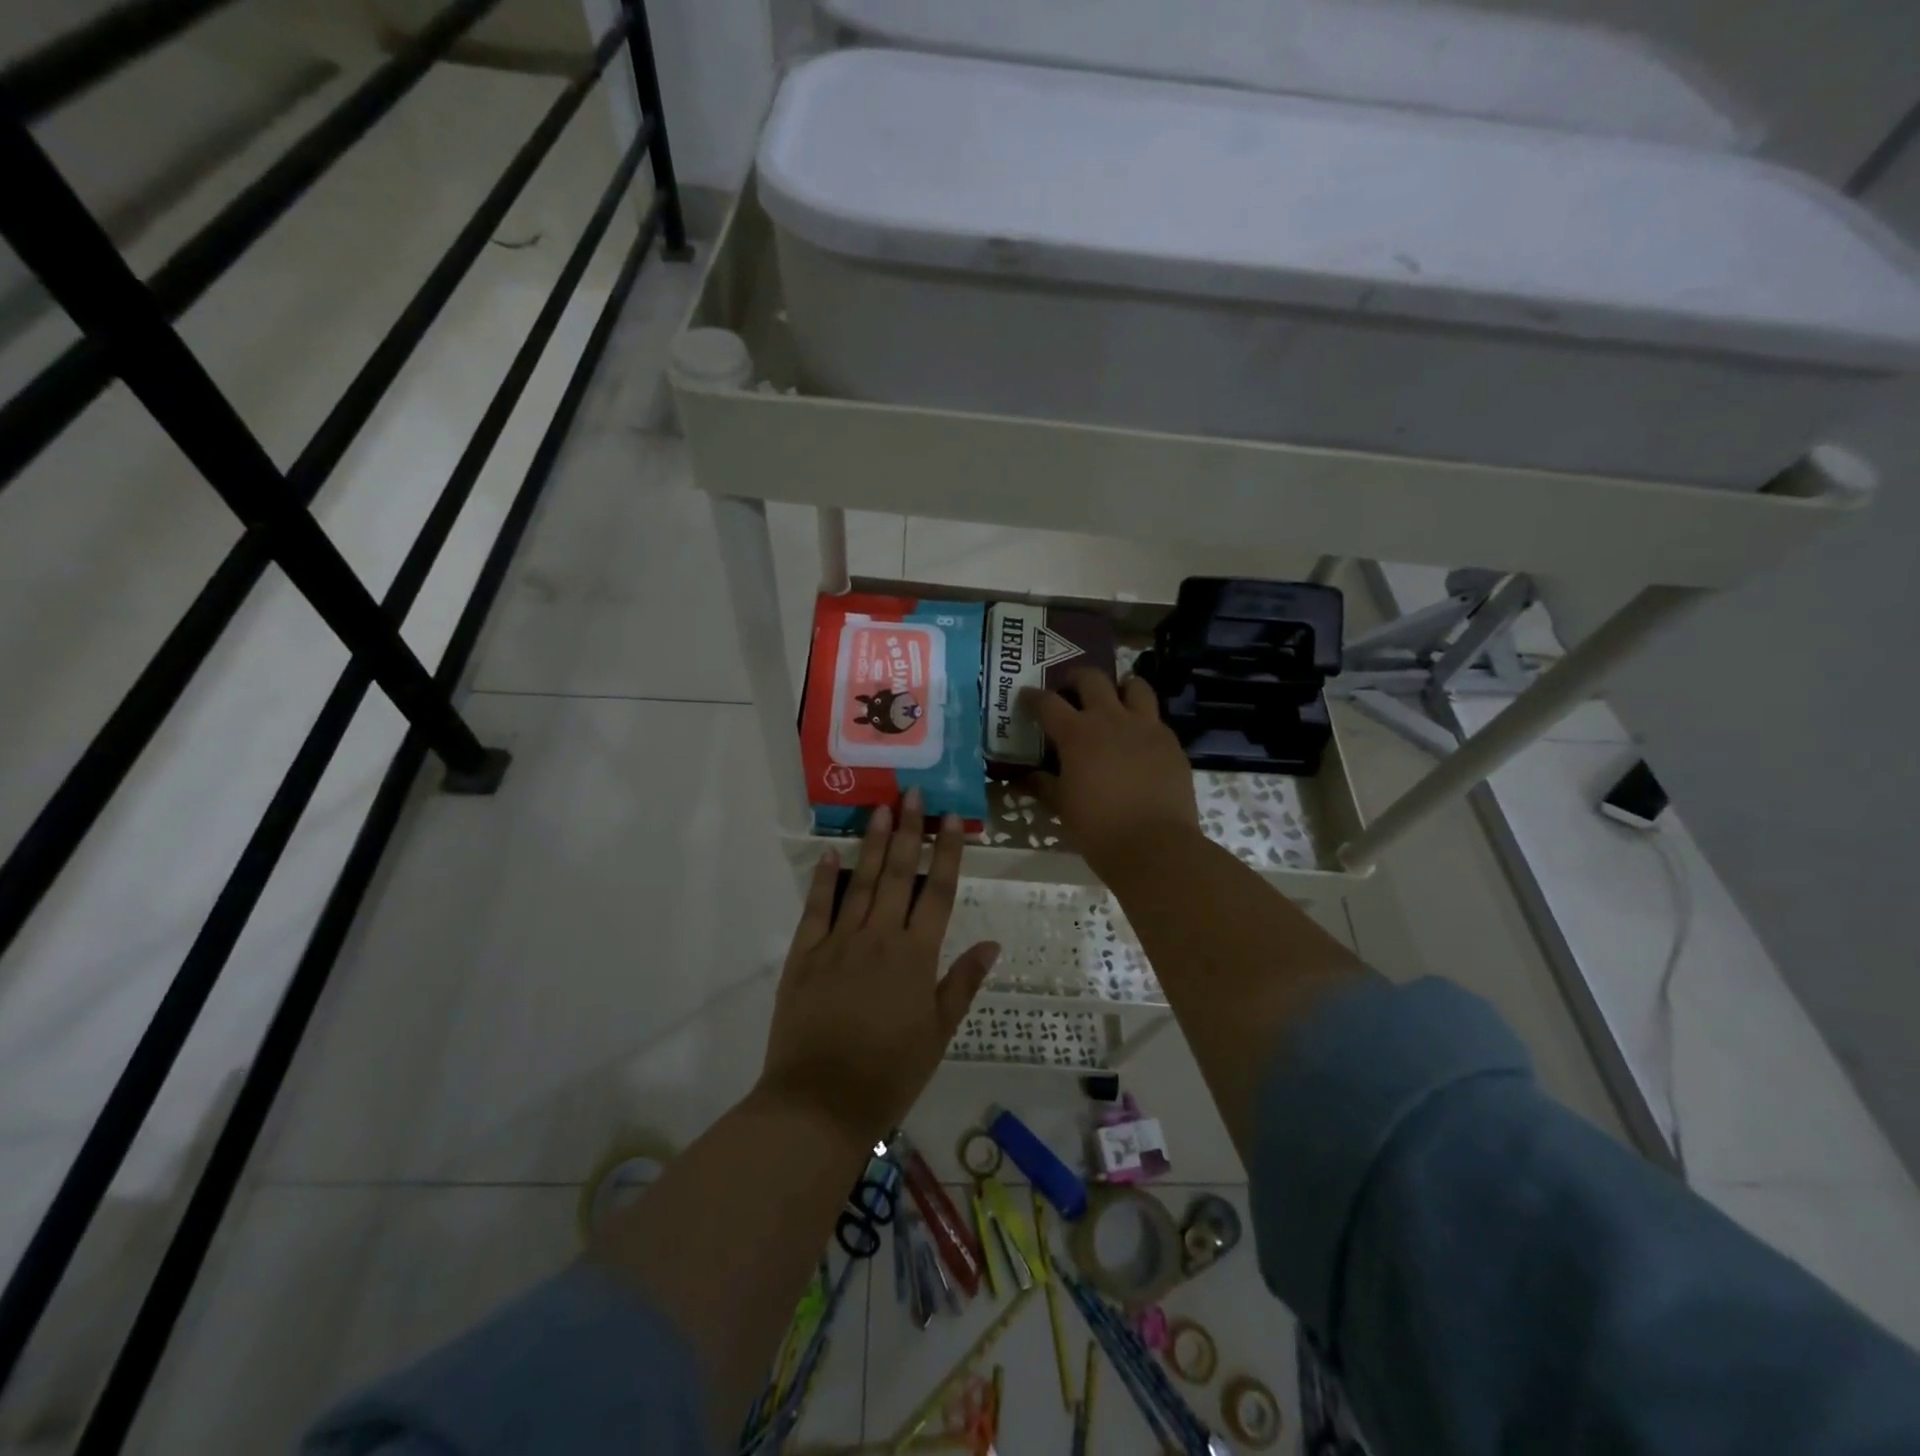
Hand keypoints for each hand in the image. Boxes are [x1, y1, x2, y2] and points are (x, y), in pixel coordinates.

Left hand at [755, 791, 998, 1148]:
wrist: (820, 1103)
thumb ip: (962, 984)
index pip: (936, 892)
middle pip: (898, 874)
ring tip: (881, 807)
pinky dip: (824, 879)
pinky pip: (816, 909)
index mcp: (915, 956)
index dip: (947, 852)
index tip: (953, 818)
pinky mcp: (804, 956)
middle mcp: (879, 938)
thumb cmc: (889, 1073)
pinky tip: (831, 852)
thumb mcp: (938, 1034)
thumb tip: (992, 944)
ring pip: (860, 882)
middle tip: (912, 792)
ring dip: (873, 842)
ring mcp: (838, 943)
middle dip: (908, 830)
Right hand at [1023, 668, 1198, 877]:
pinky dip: (1142, 720)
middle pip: (1092, 678)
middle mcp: (1111, 719)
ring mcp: (1146, 727)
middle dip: (1076, 678)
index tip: (1025, 697)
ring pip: (1134, 686)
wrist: (1155, 847)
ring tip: (1114, 701)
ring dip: (1120, 688)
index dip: (1033, 697)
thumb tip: (1027, 778)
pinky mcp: (1171, 742)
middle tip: (1070, 690)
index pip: (1048, 703)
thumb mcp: (1063, 807)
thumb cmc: (1098, 828)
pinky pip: (1155, 718)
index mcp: (1077, 734)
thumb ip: (1044, 785)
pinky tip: (1137, 740)